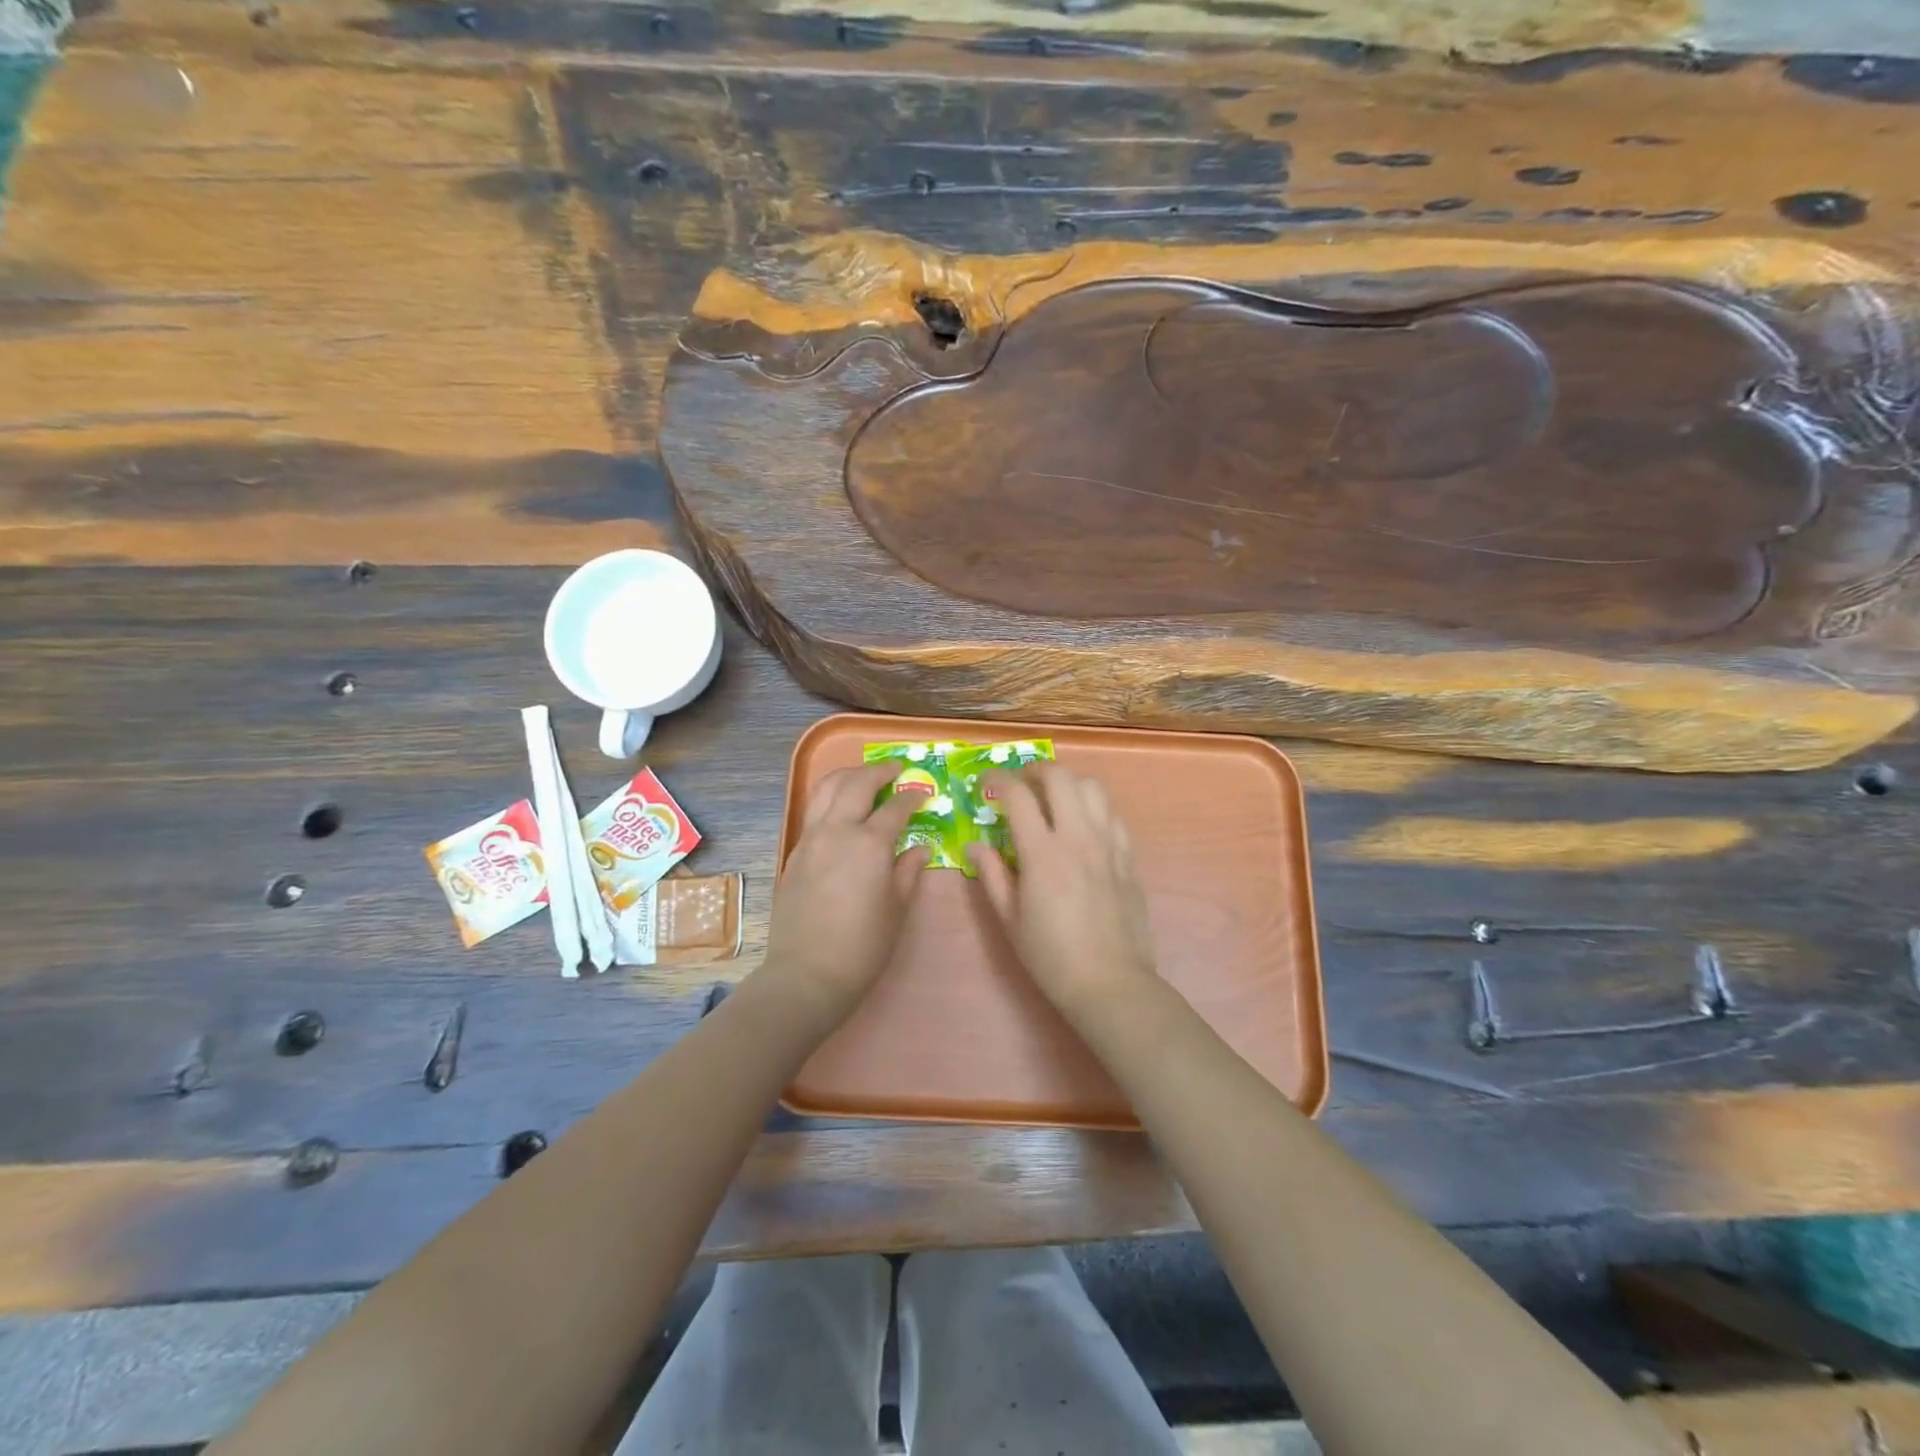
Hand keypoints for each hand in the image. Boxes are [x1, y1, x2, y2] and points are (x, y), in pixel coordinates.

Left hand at [759, 761, 929, 1032]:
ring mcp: (811, 838)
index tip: (923, 794)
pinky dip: (831, 796)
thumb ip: (909, 870)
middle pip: (857, 783)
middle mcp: (838, 830)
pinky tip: (842, 807)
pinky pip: (814, 809)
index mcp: (870, 843)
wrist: (807, 973)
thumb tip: (920, 848)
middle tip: (896, 770)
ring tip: (865, 777)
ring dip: (849, 775)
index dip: (913, 797)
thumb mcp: (897, 908)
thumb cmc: (863, 946)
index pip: (896, 807)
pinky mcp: (795, 851)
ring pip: (827, 788)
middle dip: (879, 771)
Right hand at [967, 762, 1157, 1017]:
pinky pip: (1112, 814)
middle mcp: (1078, 837)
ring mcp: (1108, 844)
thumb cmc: (1051, 956)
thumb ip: (992, 875)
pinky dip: (1093, 807)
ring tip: (1053, 799)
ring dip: (1068, 783)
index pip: (1018, 795)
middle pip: (1060, 777)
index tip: (986, 783)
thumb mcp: (1010, 920)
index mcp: (1043, 853)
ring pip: (1092, 787)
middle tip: (1020, 785)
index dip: (998, 780)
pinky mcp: (1128, 856)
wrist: (1110, 982)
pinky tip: (1083, 826)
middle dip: (1035, 770)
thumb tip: (975, 846)